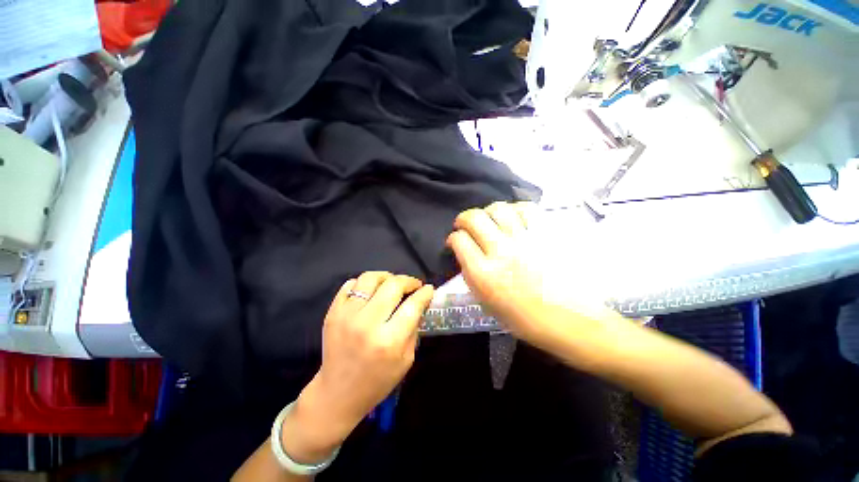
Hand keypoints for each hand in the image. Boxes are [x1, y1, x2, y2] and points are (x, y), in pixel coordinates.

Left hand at [282, 272, 434, 463]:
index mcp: (389, 341)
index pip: (413, 305)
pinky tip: (371, 292)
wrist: (338, 394)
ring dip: (386, 277)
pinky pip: (350, 285)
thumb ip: (414, 328)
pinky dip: (364, 283)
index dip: (424, 293)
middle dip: (408, 281)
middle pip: (393, 285)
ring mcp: (346, 316)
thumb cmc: (378, 381)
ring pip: (370, 278)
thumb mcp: (406, 359)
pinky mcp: (332, 313)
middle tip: (413, 285)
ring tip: (391, 284)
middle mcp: (367, 324)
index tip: (428, 289)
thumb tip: (420, 302)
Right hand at [447, 202, 617, 345]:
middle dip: (464, 218)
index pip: (459, 240)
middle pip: (474, 218)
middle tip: (465, 225)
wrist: (570, 321)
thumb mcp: (486, 303)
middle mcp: (501, 252)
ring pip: (498, 209)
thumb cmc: (524, 319)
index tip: (455, 241)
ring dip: (488, 211)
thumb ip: (471, 274)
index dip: (453, 238)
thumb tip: (465, 253)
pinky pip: (527, 209)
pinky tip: (514, 218)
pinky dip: (516, 210)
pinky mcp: (546, 235)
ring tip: (490, 220)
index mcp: (483, 275)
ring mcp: (525, 241)